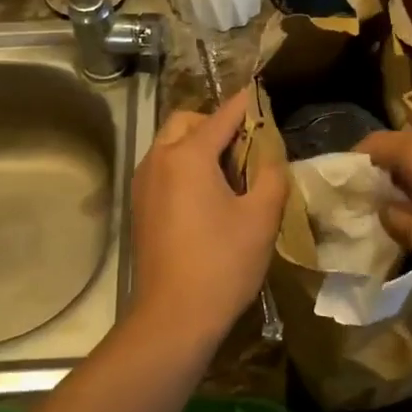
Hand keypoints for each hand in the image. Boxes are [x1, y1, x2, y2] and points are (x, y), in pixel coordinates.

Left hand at [125, 90, 288, 353]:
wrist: (174, 317)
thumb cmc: (223, 264)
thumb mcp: (261, 218)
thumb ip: (271, 175)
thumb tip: (271, 155)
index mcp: (187, 156)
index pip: (223, 116)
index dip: (247, 104)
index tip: (263, 94)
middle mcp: (158, 160)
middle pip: (186, 122)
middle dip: (216, 124)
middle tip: (246, 147)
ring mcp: (143, 184)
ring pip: (170, 145)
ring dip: (198, 145)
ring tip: (230, 173)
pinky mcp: (140, 207)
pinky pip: (163, 169)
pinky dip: (184, 167)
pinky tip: (208, 197)